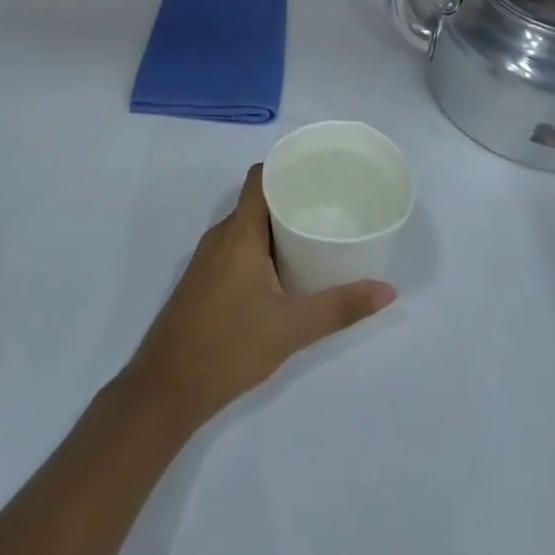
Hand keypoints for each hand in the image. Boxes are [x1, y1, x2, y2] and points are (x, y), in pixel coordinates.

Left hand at [120, 165, 394, 432]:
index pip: (259, 179)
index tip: (318, 173)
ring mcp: (207, 259)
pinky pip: (235, 248)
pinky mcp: (203, 280)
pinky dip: (260, 249)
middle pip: (256, 202)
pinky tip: (283, 273)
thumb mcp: (292, 328)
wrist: (167, 386)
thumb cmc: (229, 346)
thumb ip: (339, 307)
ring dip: (275, 228)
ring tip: (312, 237)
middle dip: (290, 201)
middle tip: (328, 209)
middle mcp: (220, 236)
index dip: (285, 168)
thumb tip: (387, 290)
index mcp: (239, 233)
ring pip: (245, 228)